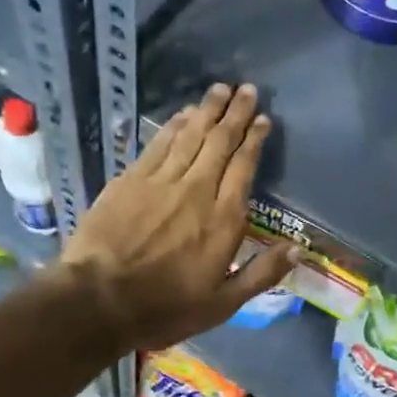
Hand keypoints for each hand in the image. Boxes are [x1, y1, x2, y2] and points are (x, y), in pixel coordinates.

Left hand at [62, 83, 296, 350]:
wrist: (98, 300)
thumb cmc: (164, 308)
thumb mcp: (222, 304)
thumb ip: (261, 274)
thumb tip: (297, 248)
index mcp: (224, 219)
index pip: (244, 167)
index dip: (254, 139)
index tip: (263, 119)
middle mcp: (197, 190)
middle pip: (220, 142)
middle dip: (235, 113)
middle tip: (246, 89)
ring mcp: (162, 181)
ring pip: (191, 135)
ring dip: (207, 110)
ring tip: (220, 89)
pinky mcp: (131, 179)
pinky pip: (159, 143)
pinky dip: (175, 125)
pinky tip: (183, 114)